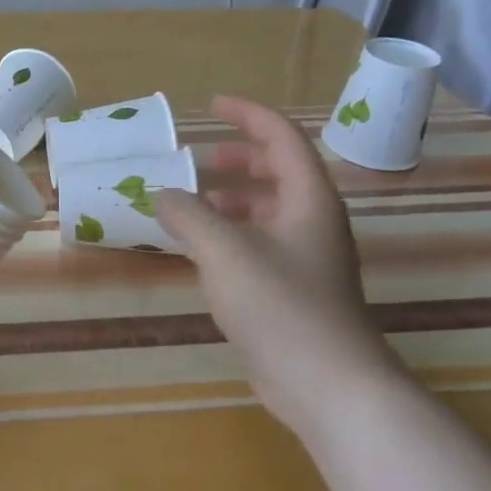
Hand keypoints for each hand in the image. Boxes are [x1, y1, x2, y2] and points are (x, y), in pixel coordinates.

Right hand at [155, 96, 398, 437]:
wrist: (328, 385)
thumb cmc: (280, 304)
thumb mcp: (223, 250)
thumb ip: (187, 215)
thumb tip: (162, 195)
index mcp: (308, 199)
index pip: (282, 138)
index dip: (248, 115)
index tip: (212, 105)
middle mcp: (313, 222)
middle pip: (280, 172)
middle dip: (241, 158)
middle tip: (201, 158)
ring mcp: (307, 259)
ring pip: (269, 211)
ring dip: (232, 199)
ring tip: (193, 204)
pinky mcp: (295, 292)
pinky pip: (260, 244)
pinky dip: (231, 234)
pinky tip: (201, 252)